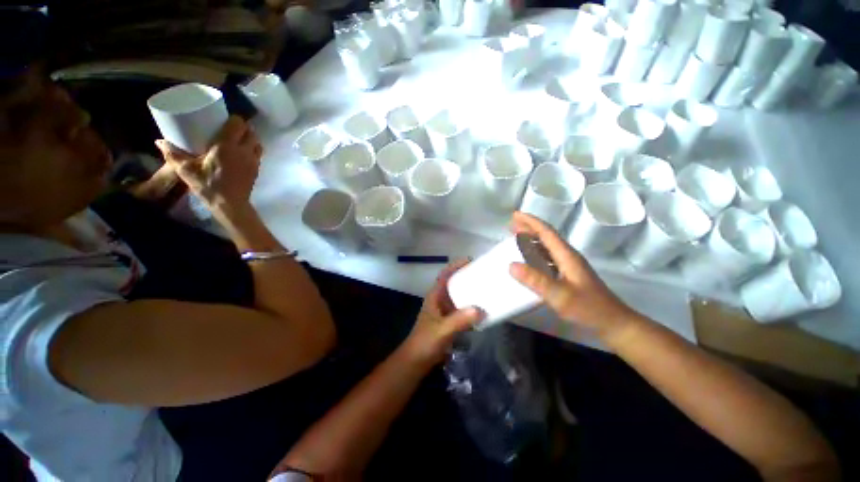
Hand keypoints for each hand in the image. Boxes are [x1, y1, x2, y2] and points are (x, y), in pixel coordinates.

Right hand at [155, 116, 261, 209]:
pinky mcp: (257, 169)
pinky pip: (258, 154)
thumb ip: (173, 154)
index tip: (225, 118)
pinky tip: (242, 153)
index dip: (234, 119)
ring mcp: (253, 161)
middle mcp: (244, 151)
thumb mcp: (186, 170)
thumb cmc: (208, 185)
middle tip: (231, 128)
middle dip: (243, 128)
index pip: (239, 125)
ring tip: (238, 140)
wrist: (230, 204)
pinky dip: (253, 150)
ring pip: (258, 143)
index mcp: (228, 146)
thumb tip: (159, 141)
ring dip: (250, 139)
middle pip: (251, 132)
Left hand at [401, 260, 484, 365]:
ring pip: (459, 297)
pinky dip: (472, 308)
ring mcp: (445, 311)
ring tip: (487, 289)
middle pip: (454, 283)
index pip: (445, 275)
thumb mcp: (442, 330)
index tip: (470, 260)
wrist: (417, 361)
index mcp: (435, 296)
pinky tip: (483, 311)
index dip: (455, 266)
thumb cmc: (425, 342)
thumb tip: (480, 309)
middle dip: (467, 277)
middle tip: (484, 274)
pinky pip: (463, 310)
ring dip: (470, 293)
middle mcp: (440, 300)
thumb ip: (459, 320)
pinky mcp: (449, 321)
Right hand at [507, 212, 637, 339]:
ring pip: (547, 246)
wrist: (613, 323)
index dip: (530, 222)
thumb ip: (536, 280)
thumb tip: (511, 265)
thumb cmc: (589, 308)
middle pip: (547, 236)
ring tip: (515, 237)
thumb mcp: (561, 295)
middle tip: (510, 225)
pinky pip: (548, 258)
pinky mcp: (568, 275)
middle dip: (529, 227)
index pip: (547, 232)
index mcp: (567, 256)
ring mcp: (569, 266)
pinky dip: (535, 253)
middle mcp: (568, 256)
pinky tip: (528, 260)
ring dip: (531, 239)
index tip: (515, 215)